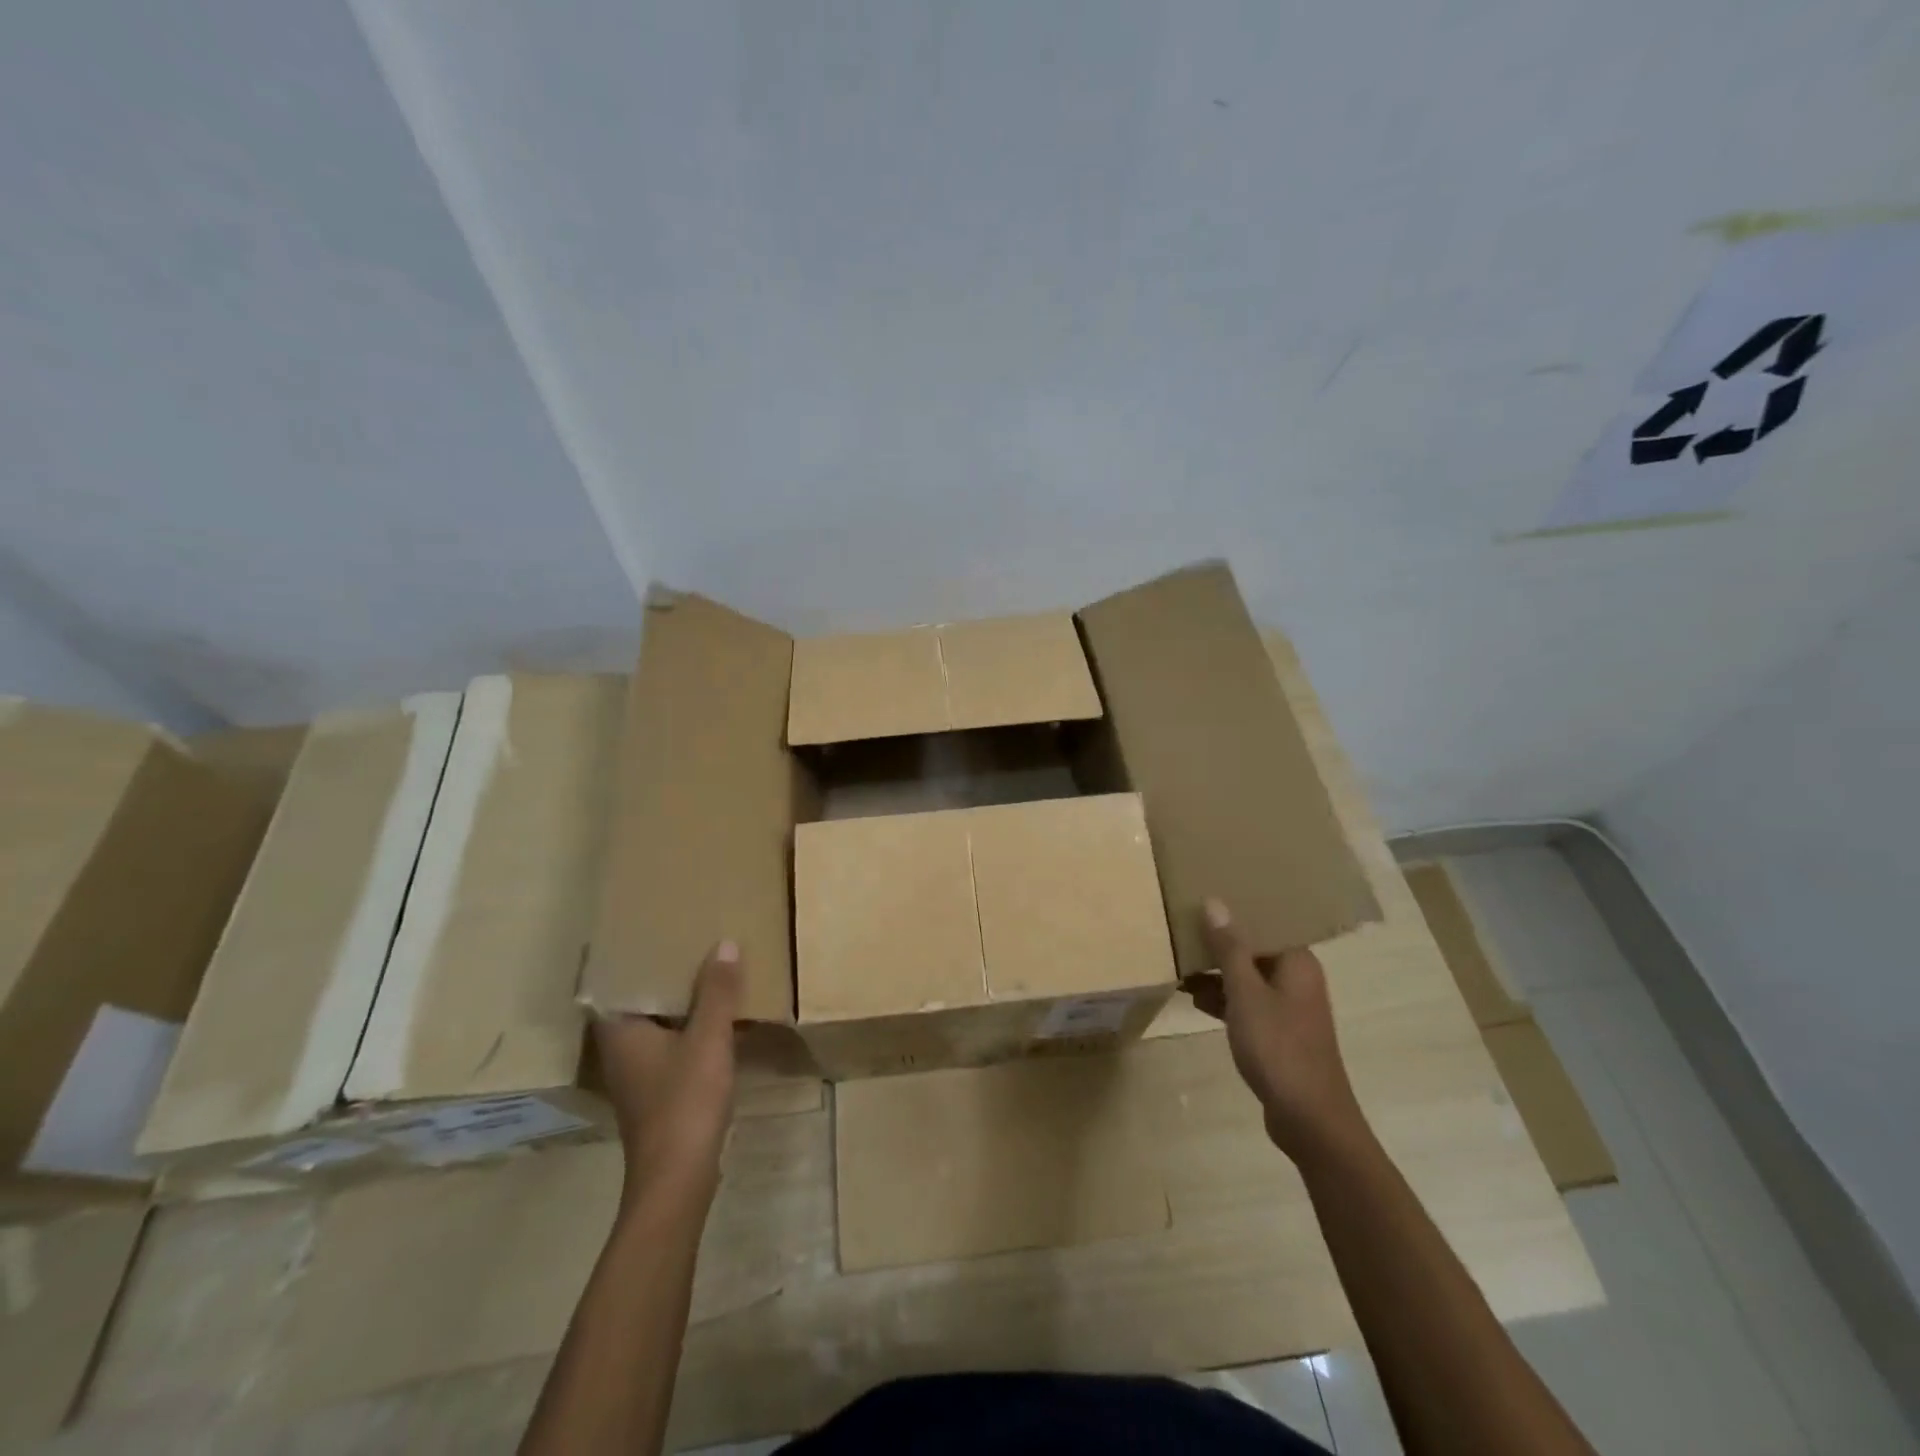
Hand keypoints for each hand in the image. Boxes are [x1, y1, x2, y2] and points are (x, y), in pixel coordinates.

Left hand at [592, 941, 742, 1202]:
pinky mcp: (655, 1092)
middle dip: (660, 974)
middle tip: (687, 941)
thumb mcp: (709, 1039)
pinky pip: (668, 1044)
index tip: (650, 930)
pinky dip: (685, 1027)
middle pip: (635, 1001)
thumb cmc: (685, 1101)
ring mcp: (636, 1074)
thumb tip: (724, 943)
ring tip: (705, 971)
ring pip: (653, 1024)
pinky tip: (713, 1019)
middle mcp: (619, 1050)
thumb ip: (717, 992)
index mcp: (619, 1031)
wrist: (678, 1178)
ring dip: (676, 1001)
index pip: (613, 983)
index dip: (630, 957)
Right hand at [1185, 898, 1368, 1163]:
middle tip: (1179, 928)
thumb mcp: (1246, 994)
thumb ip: (1229, 948)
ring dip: (1216, 972)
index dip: (1233, 911)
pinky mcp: (1277, 1033)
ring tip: (1177, 961)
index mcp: (1297, 962)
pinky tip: (1191, 997)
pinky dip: (1222, 998)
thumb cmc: (1279, 1047)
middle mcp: (1296, 979)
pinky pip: (1245, 1003)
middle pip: (1253, 949)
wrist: (1309, 1119)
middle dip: (1218, 942)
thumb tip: (1214, 902)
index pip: (1264, 923)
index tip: (1199, 900)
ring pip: (1246, 977)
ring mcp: (1287, 1008)